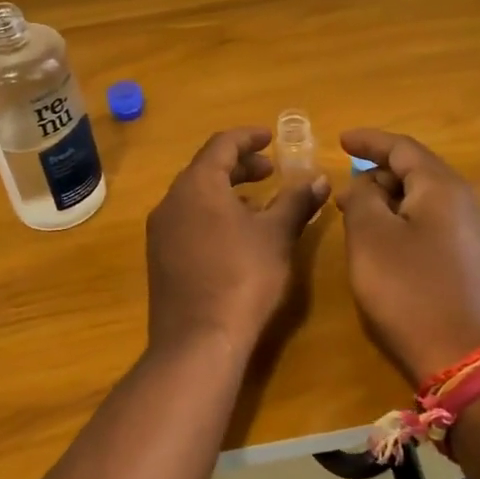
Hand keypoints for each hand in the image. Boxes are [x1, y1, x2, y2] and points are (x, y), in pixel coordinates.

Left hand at [146, 128, 329, 356]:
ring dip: (226, 192)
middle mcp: (171, 201)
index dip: (248, 138)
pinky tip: (235, 237)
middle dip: (240, 166)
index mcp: (197, 185)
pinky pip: (188, 221)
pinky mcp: (160, 259)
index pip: (221, 145)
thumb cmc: (243, 277)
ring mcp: (161, 232)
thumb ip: (296, 201)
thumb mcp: (277, 235)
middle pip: (205, 169)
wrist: (198, 341)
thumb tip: (319, 179)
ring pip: (195, 197)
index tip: (270, 138)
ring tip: (258, 204)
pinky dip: (212, 215)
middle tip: (270, 171)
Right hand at [337, 129, 479, 386]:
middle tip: (344, 190)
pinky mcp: (472, 261)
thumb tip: (366, 183)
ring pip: (424, 200)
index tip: (341, 140)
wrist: (465, 358)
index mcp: (442, 187)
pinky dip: (404, 221)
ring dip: (389, 200)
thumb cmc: (410, 290)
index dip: (369, 141)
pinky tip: (385, 242)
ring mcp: (473, 233)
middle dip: (377, 174)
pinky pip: (433, 224)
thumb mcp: (371, 238)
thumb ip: (362, 198)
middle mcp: (464, 202)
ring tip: (358, 215)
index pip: (402, 148)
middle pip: (416, 171)